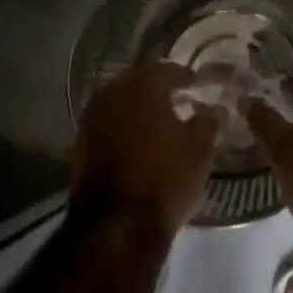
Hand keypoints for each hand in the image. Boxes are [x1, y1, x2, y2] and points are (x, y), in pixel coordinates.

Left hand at [71, 62, 218, 233]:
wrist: (118, 222)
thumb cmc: (166, 176)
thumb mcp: (200, 149)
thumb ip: (207, 122)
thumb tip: (211, 111)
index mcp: (142, 86)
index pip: (166, 70)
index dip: (183, 75)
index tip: (195, 82)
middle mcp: (112, 94)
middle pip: (137, 83)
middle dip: (157, 89)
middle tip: (177, 98)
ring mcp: (91, 120)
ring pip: (119, 104)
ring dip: (138, 109)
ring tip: (159, 120)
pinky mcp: (80, 146)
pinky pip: (108, 126)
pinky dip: (124, 128)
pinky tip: (138, 140)